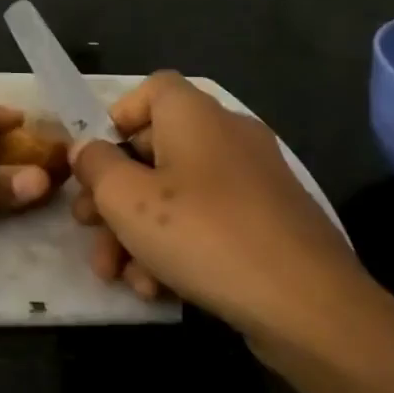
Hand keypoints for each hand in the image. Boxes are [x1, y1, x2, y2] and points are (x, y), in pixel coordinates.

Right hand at [70, 71, 371, 346]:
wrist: (306, 303)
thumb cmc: (203, 234)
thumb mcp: (127, 199)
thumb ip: (96, 166)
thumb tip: (87, 149)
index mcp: (196, 116)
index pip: (153, 89)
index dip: (116, 118)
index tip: (94, 161)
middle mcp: (228, 138)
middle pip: (155, 150)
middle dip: (113, 195)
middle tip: (87, 229)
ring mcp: (252, 182)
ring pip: (176, 195)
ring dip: (136, 233)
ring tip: (117, 276)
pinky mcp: (267, 224)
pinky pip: (207, 223)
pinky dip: (176, 248)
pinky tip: (156, 290)